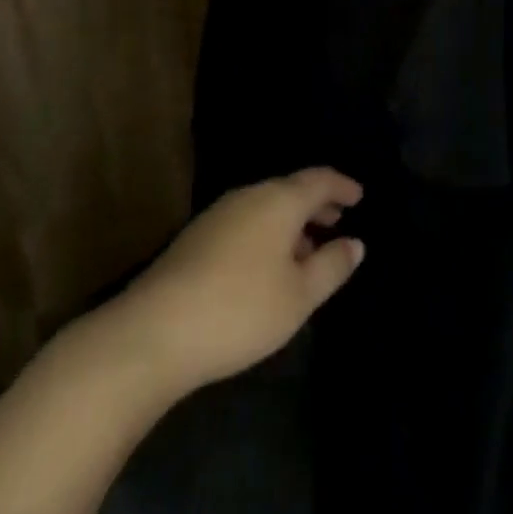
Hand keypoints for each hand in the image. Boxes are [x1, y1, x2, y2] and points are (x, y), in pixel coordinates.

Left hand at [117, 169, 365, 392]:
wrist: (153, 333)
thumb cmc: (240, 309)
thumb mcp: (299, 295)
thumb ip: (332, 265)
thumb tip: (355, 243)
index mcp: (279, 200)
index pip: (319, 180)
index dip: (342, 186)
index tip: (359, 196)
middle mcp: (249, 196)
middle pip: (290, 190)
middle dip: (317, 204)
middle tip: (338, 219)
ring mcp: (217, 215)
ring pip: (266, 207)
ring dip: (291, 222)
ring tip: (307, 249)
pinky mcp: (196, 239)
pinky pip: (246, 222)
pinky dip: (268, 233)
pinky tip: (268, 266)